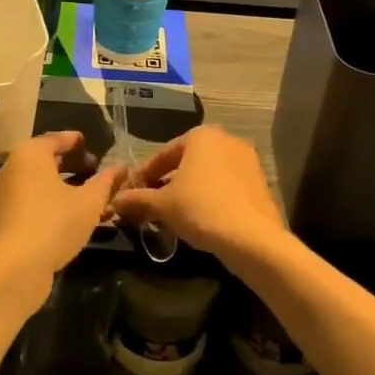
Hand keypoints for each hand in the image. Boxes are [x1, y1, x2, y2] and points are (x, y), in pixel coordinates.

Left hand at [0, 131, 123, 305]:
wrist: (14, 268)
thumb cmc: (54, 223)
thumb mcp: (89, 202)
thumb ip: (105, 181)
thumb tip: (121, 166)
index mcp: (30, 154)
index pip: (55, 139)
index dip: (75, 141)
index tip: (90, 144)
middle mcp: (13, 168)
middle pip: (46, 160)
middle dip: (72, 164)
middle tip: (94, 169)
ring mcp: (6, 194)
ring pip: (40, 182)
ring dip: (65, 186)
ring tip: (90, 195)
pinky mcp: (5, 218)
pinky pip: (33, 200)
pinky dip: (53, 201)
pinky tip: (73, 215)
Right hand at [110, 125, 291, 265]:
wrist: (252, 239)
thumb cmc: (201, 209)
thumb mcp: (162, 205)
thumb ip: (137, 199)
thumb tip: (114, 201)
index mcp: (201, 136)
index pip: (162, 155)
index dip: (143, 176)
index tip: (130, 194)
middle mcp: (226, 140)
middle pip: (186, 163)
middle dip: (166, 183)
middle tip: (150, 205)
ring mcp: (247, 161)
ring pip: (206, 175)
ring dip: (188, 192)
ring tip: (172, 215)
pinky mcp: (260, 183)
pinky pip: (225, 187)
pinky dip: (209, 198)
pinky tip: (199, 219)